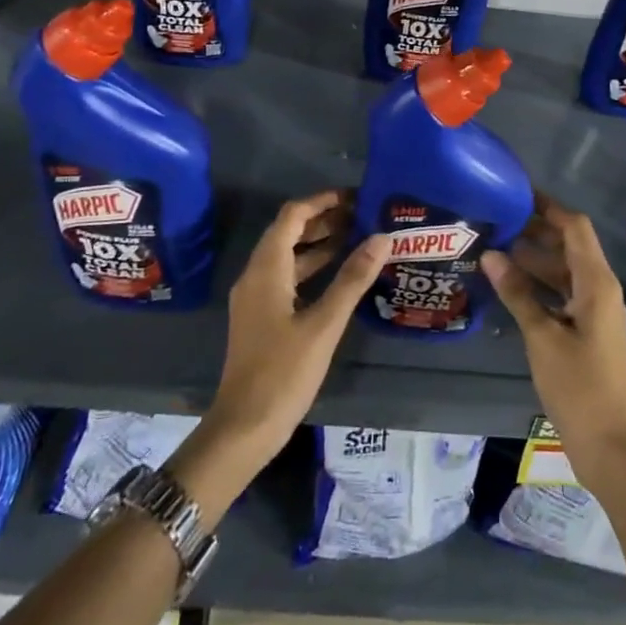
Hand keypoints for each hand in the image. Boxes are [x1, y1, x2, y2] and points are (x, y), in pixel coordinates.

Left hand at [179, 191, 384, 506]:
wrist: (244, 427)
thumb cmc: (283, 372)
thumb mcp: (324, 325)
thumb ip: (352, 279)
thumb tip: (381, 238)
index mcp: (266, 269)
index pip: (292, 216)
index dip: (322, 201)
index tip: (356, 197)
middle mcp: (256, 275)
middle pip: (289, 232)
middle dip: (324, 220)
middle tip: (364, 216)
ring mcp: (256, 297)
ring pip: (288, 256)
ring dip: (319, 244)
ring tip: (358, 238)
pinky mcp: (261, 316)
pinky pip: (287, 277)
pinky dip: (312, 268)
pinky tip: (339, 276)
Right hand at [482, 195, 625, 496]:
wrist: (609, 444)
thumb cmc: (579, 386)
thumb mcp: (542, 336)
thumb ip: (517, 292)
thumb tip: (491, 254)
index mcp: (597, 283)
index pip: (574, 227)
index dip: (548, 206)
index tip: (515, 192)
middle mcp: (600, 289)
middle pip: (569, 245)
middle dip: (535, 230)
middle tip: (495, 219)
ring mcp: (594, 311)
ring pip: (563, 270)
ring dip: (533, 258)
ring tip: (493, 248)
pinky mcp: (586, 330)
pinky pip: (561, 293)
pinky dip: (538, 284)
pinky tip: (508, 285)